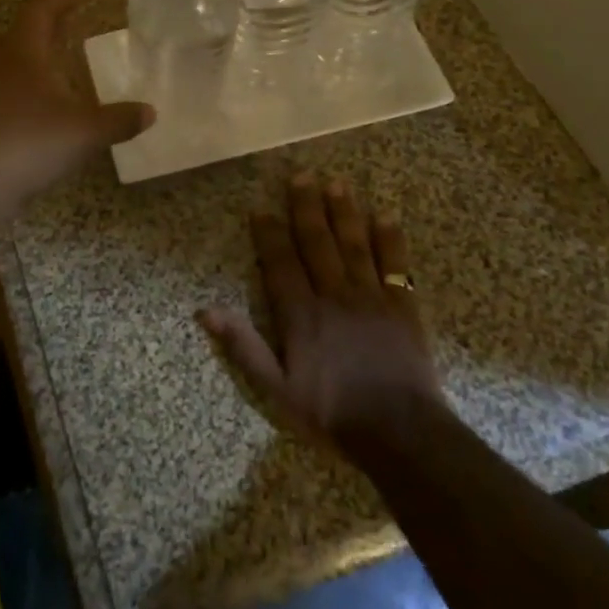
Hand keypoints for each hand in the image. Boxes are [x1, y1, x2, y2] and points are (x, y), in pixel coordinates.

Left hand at [0, 0, 154, 211]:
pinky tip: (49, 106)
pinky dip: (32, 86)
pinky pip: (10, 89)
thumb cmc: (29, 142)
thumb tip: (150, 112)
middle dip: (53, 24)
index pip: (43, 7)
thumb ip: (119, 120)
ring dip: (41, 56)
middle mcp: (0, 61)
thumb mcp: (84, 131)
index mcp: (23, 49)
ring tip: (67, 62)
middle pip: (26, 31)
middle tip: (79, 21)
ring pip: (16, 61)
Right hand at [202, 173, 445, 451]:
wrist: (401, 433)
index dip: (268, 234)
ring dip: (344, 212)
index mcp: (301, 314)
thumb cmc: (333, 413)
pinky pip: (395, 266)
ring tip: (336, 183)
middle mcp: (334, 295)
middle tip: (301, 175)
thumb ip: (244, 347)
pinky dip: (390, 240)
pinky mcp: (403, 308)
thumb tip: (206, 311)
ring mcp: (371, 298)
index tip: (261, 207)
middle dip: (306, 208)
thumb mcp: (277, 389)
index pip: (280, 263)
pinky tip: (385, 217)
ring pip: (354, 245)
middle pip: (317, 243)